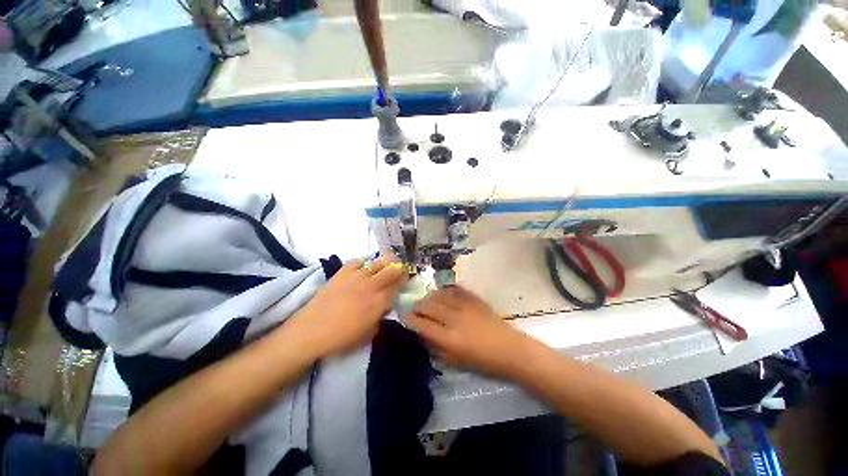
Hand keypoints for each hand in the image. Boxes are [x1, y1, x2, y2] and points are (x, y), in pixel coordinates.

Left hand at [287, 253, 405, 359]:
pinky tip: (362, 269)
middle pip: (392, 270)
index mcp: (379, 302)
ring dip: (385, 262)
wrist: (311, 331)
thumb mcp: (368, 333)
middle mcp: (371, 286)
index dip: (404, 280)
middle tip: (400, 269)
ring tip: (386, 263)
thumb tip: (384, 307)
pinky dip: (362, 264)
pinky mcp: (342, 273)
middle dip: (399, 268)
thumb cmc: (341, 338)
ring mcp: (356, 277)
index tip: (407, 278)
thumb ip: (380, 317)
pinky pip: (357, 262)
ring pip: (377, 263)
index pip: (398, 286)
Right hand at [403, 286, 534, 377]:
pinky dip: (446, 290)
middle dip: (418, 305)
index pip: (423, 325)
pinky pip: (456, 290)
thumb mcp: (456, 362)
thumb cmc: (482, 361)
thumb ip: (436, 348)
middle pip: (429, 306)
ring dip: (430, 296)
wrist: (509, 349)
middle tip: (414, 307)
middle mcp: (454, 319)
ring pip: (440, 295)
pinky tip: (442, 292)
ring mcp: (465, 307)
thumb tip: (422, 335)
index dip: (410, 319)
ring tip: (427, 299)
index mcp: (449, 338)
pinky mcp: (474, 300)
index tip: (404, 317)